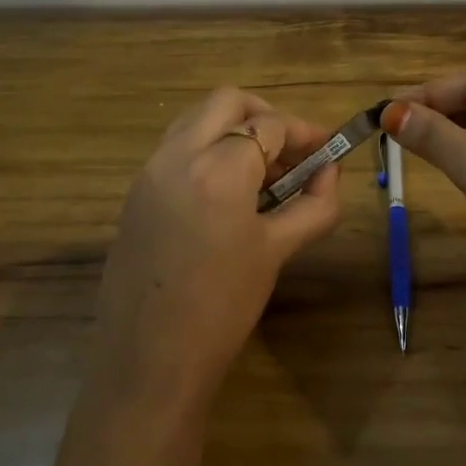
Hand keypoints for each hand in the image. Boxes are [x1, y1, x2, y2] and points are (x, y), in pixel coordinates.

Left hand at [92, 89, 341, 412]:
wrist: (146, 364)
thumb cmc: (222, 309)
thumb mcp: (276, 252)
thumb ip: (313, 205)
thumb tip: (330, 173)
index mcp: (217, 170)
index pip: (269, 125)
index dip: (305, 132)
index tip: (327, 149)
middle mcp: (177, 156)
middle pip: (226, 101)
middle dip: (265, 115)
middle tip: (290, 150)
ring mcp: (148, 172)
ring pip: (196, 120)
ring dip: (233, 129)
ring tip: (262, 173)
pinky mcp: (135, 193)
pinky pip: (177, 148)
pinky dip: (207, 150)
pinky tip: (227, 193)